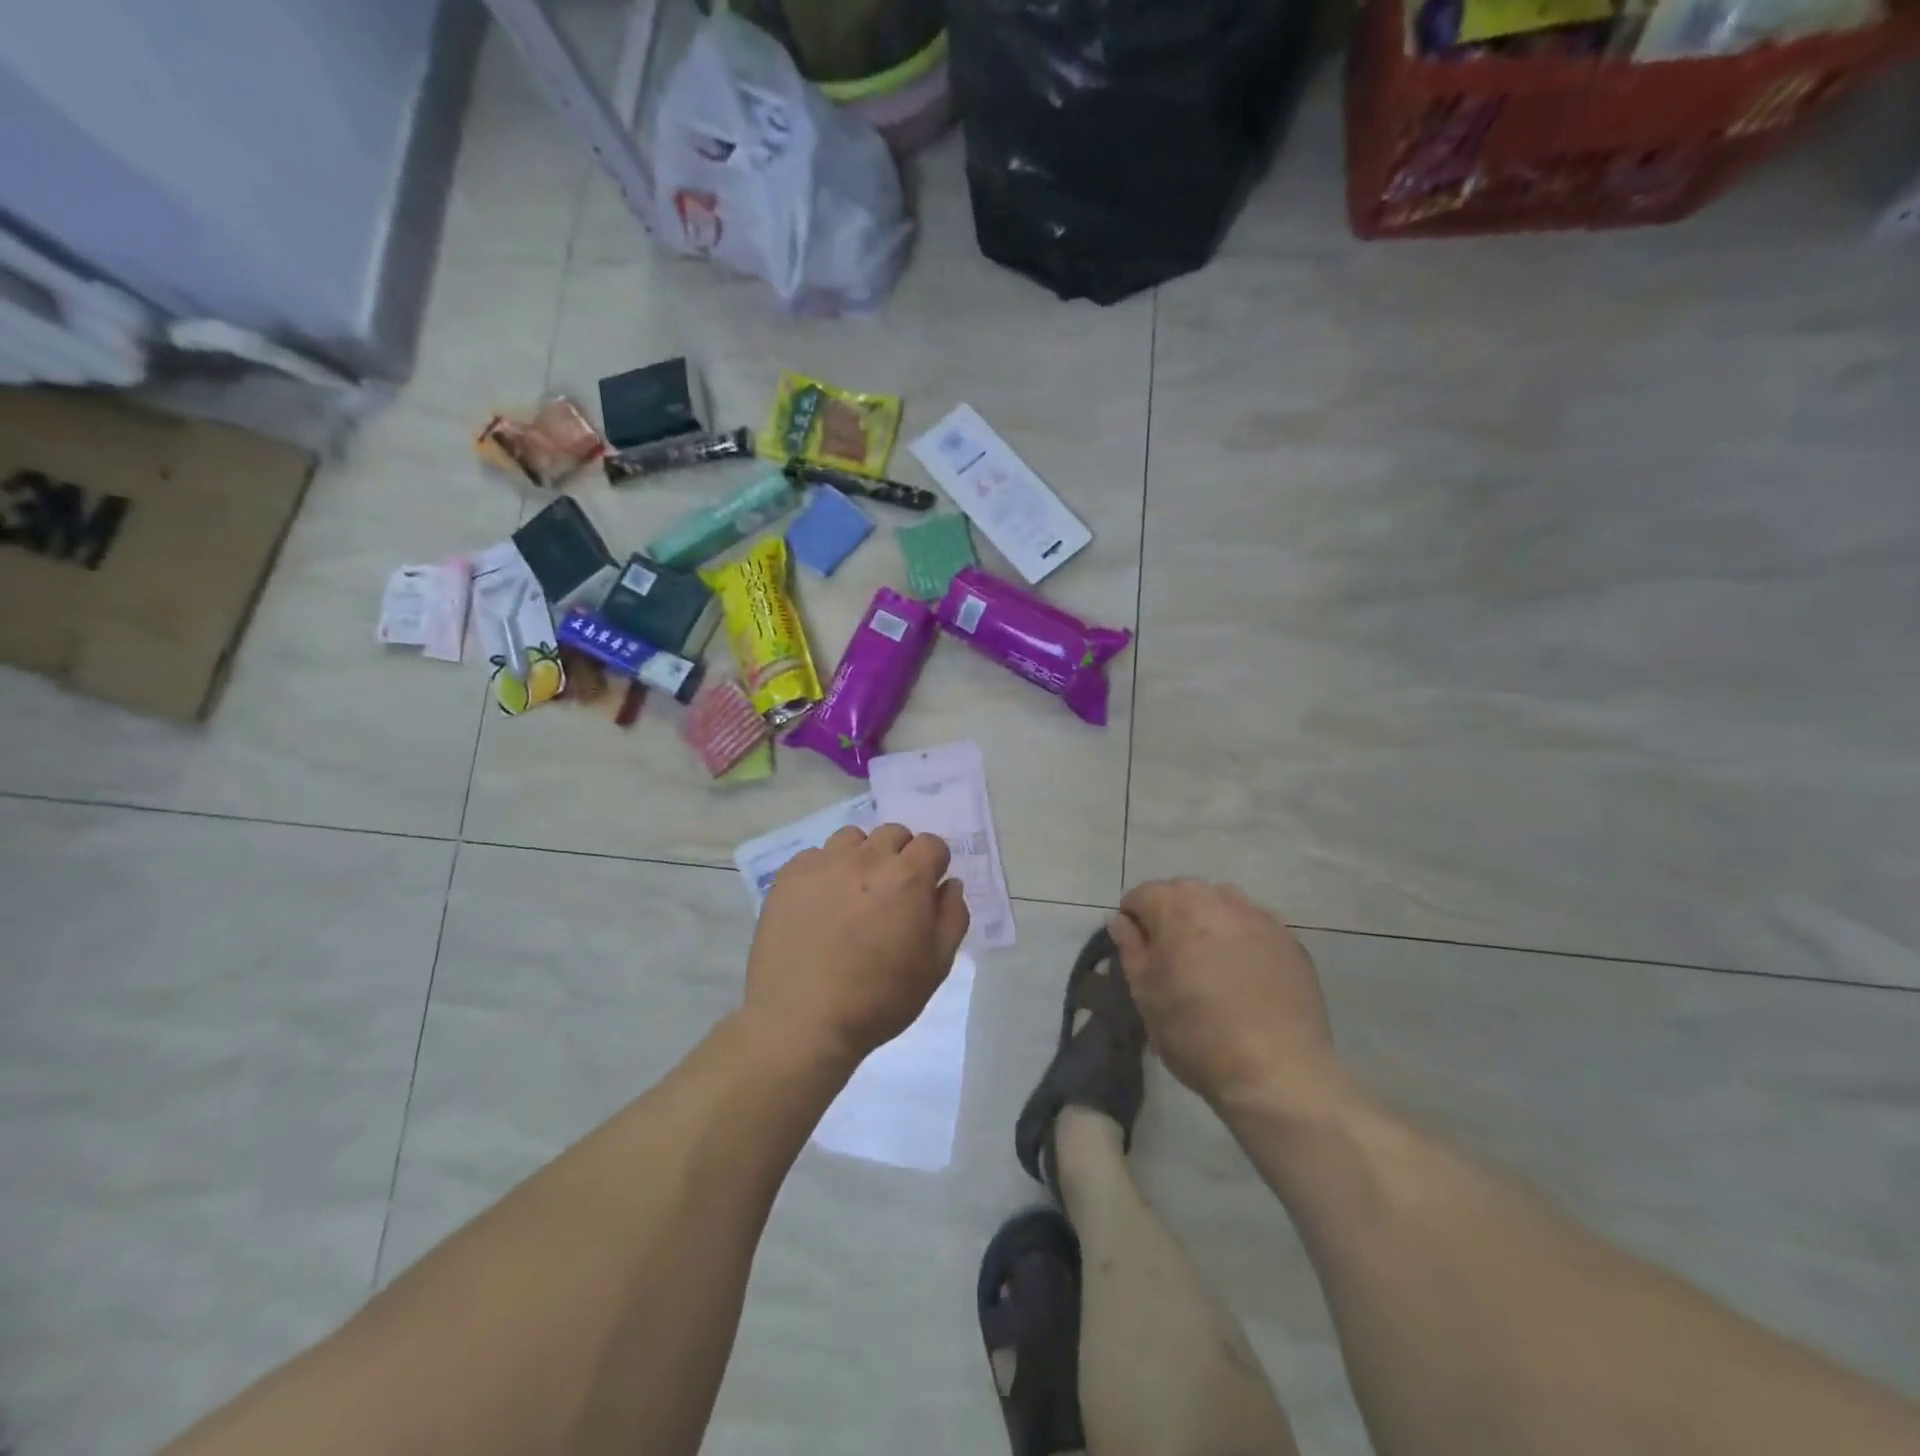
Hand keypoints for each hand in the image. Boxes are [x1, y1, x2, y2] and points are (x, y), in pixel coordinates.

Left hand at [746, 824, 970, 1068]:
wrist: (802, 1022)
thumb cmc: (879, 999)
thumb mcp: (936, 966)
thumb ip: (952, 916)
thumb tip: (949, 884)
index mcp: (907, 877)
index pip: (932, 844)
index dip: (934, 865)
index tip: (927, 891)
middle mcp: (866, 858)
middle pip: (893, 834)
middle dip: (901, 855)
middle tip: (892, 893)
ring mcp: (823, 863)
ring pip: (853, 839)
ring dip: (862, 857)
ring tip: (854, 893)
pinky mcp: (789, 876)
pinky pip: (816, 856)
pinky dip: (826, 871)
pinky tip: (821, 904)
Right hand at [1110, 879, 1347, 1116]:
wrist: (1276, 1073)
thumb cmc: (1195, 1034)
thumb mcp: (1145, 994)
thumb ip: (1130, 948)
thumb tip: (1119, 919)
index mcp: (1176, 909)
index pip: (1142, 894)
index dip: (1132, 918)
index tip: (1136, 949)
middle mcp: (1218, 901)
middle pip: (1183, 890)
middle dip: (1169, 911)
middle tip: (1169, 953)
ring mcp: (1259, 918)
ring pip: (1222, 900)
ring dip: (1207, 917)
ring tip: (1207, 957)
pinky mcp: (1290, 941)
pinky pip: (1254, 923)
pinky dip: (1240, 935)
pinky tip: (1243, 971)